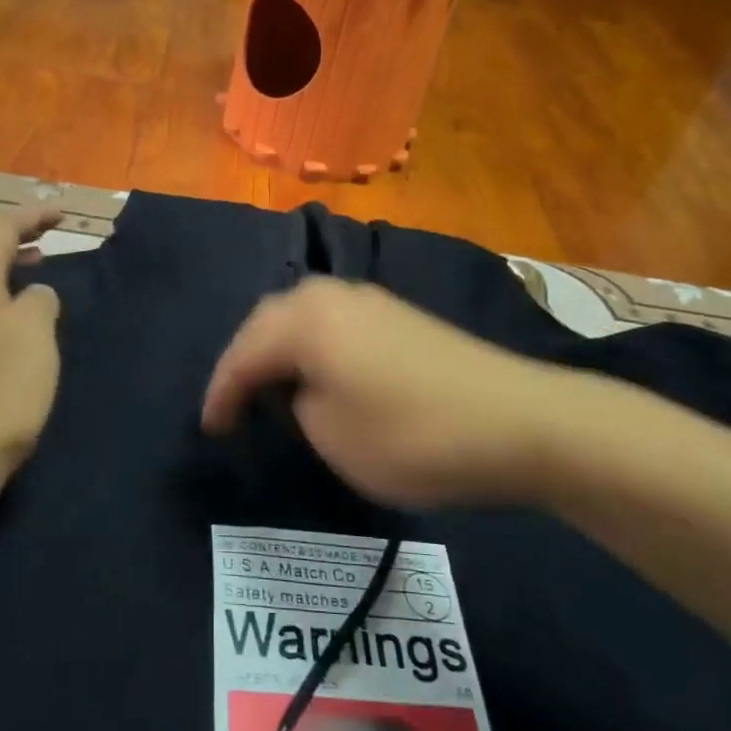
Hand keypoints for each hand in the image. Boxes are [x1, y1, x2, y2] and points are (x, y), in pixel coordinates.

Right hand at [201, 277, 609, 507]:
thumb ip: (295, 405)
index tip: (209, 430)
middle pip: (269, 322)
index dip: (220, 394)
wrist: (521, 422)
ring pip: (302, 318)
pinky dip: (313, 348)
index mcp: (305, 318)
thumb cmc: (412, 434)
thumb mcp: (330, 435)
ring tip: (269, 390)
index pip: (243, 353)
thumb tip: (299, 389)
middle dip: (246, 363)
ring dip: (279, 352)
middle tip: (233, 406)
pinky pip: (333, 325)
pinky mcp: (398, 316)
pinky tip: (318, 374)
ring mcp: (370, 300)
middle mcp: (332, 295)